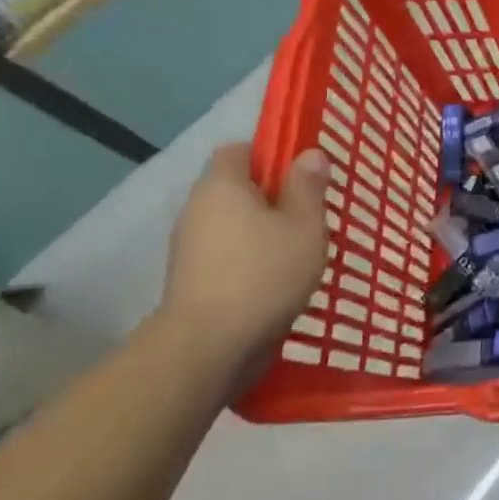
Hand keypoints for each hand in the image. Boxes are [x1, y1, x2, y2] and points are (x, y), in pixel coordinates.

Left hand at [155, 143, 328, 370]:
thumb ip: (308, 187)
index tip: (300, 177)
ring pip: (232, 224)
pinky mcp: (190, 279)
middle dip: (270, 198)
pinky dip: (248, 259)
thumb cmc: (265, 274)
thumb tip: (310, 153)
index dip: (269, 156)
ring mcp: (188, 246)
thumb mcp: (304, 226)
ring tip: (297, 252)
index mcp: (222, 185)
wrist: (209, 347)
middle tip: (308, 216)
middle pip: (235, 188)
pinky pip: (225, 253)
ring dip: (261, 231)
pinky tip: (275, 280)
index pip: (237, 151)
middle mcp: (197, 208)